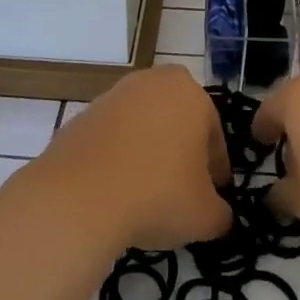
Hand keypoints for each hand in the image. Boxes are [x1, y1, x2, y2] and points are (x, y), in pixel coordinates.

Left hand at [37, 66, 231, 249]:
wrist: (78, 198)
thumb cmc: (157, 195)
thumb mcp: (205, 215)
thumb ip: (221, 213)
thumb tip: (219, 216)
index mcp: (189, 93)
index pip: (213, 133)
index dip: (216, 169)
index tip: (213, 196)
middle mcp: (151, 83)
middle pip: (176, 121)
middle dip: (181, 151)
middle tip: (182, 190)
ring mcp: (111, 97)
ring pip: (142, 126)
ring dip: (148, 152)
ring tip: (146, 194)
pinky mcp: (80, 117)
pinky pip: (111, 139)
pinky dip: (117, 159)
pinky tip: (115, 191)